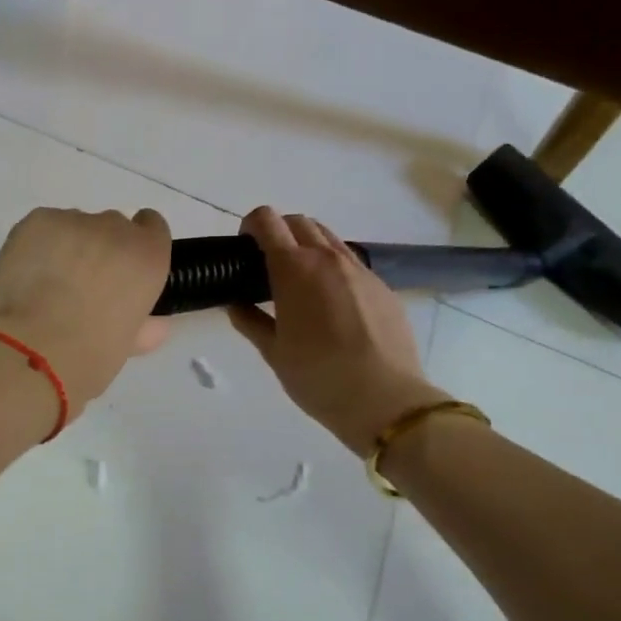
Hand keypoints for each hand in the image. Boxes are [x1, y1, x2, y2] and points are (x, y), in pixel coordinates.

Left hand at [0, 207, 173, 418]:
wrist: (32, 349)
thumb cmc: (89, 357)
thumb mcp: (126, 345)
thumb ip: (143, 326)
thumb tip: (153, 325)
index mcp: (147, 258)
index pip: (152, 227)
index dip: (136, 245)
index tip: (122, 268)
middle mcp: (116, 229)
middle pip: (111, 226)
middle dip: (99, 249)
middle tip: (80, 286)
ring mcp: (73, 221)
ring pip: (74, 226)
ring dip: (67, 247)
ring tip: (46, 284)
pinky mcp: (37, 221)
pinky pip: (43, 227)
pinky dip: (37, 245)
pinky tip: (26, 275)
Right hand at [228, 206, 443, 455]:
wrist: (386, 400)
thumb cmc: (318, 377)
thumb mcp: (274, 352)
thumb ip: (250, 321)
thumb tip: (235, 303)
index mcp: (294, 269)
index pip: (267, 221)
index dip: (251, 225)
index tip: (244, 248)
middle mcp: (328, 259)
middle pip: (300, 222)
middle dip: (279, 232)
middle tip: (268, 265)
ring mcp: (360, 271)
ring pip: (329, 239)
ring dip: (308, 247)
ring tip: (300, 284)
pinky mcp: (383, 287)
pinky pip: (351, 264)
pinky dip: (333, 269)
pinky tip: (332, 306)